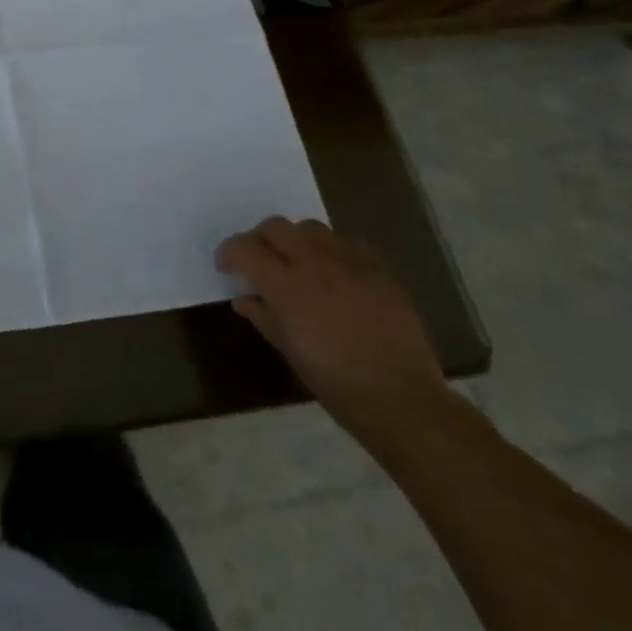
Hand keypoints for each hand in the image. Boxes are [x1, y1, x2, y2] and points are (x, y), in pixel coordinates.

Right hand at [217, 217, 452, 448]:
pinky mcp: (379, 272)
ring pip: (311, 228)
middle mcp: (315, 265)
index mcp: (287, 287)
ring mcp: (350, 264)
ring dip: (296, 240)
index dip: (229, 253)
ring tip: (298, 262)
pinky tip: (335, 274)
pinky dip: (332, 251)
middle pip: (276, 227)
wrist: (404, 403)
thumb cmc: (338, 385)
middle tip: (260, 261)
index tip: (226, 267)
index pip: (245, 249)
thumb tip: (244, 299)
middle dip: (260, 239)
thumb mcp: (291, 353)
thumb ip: (264, 318)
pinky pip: (348, 244)